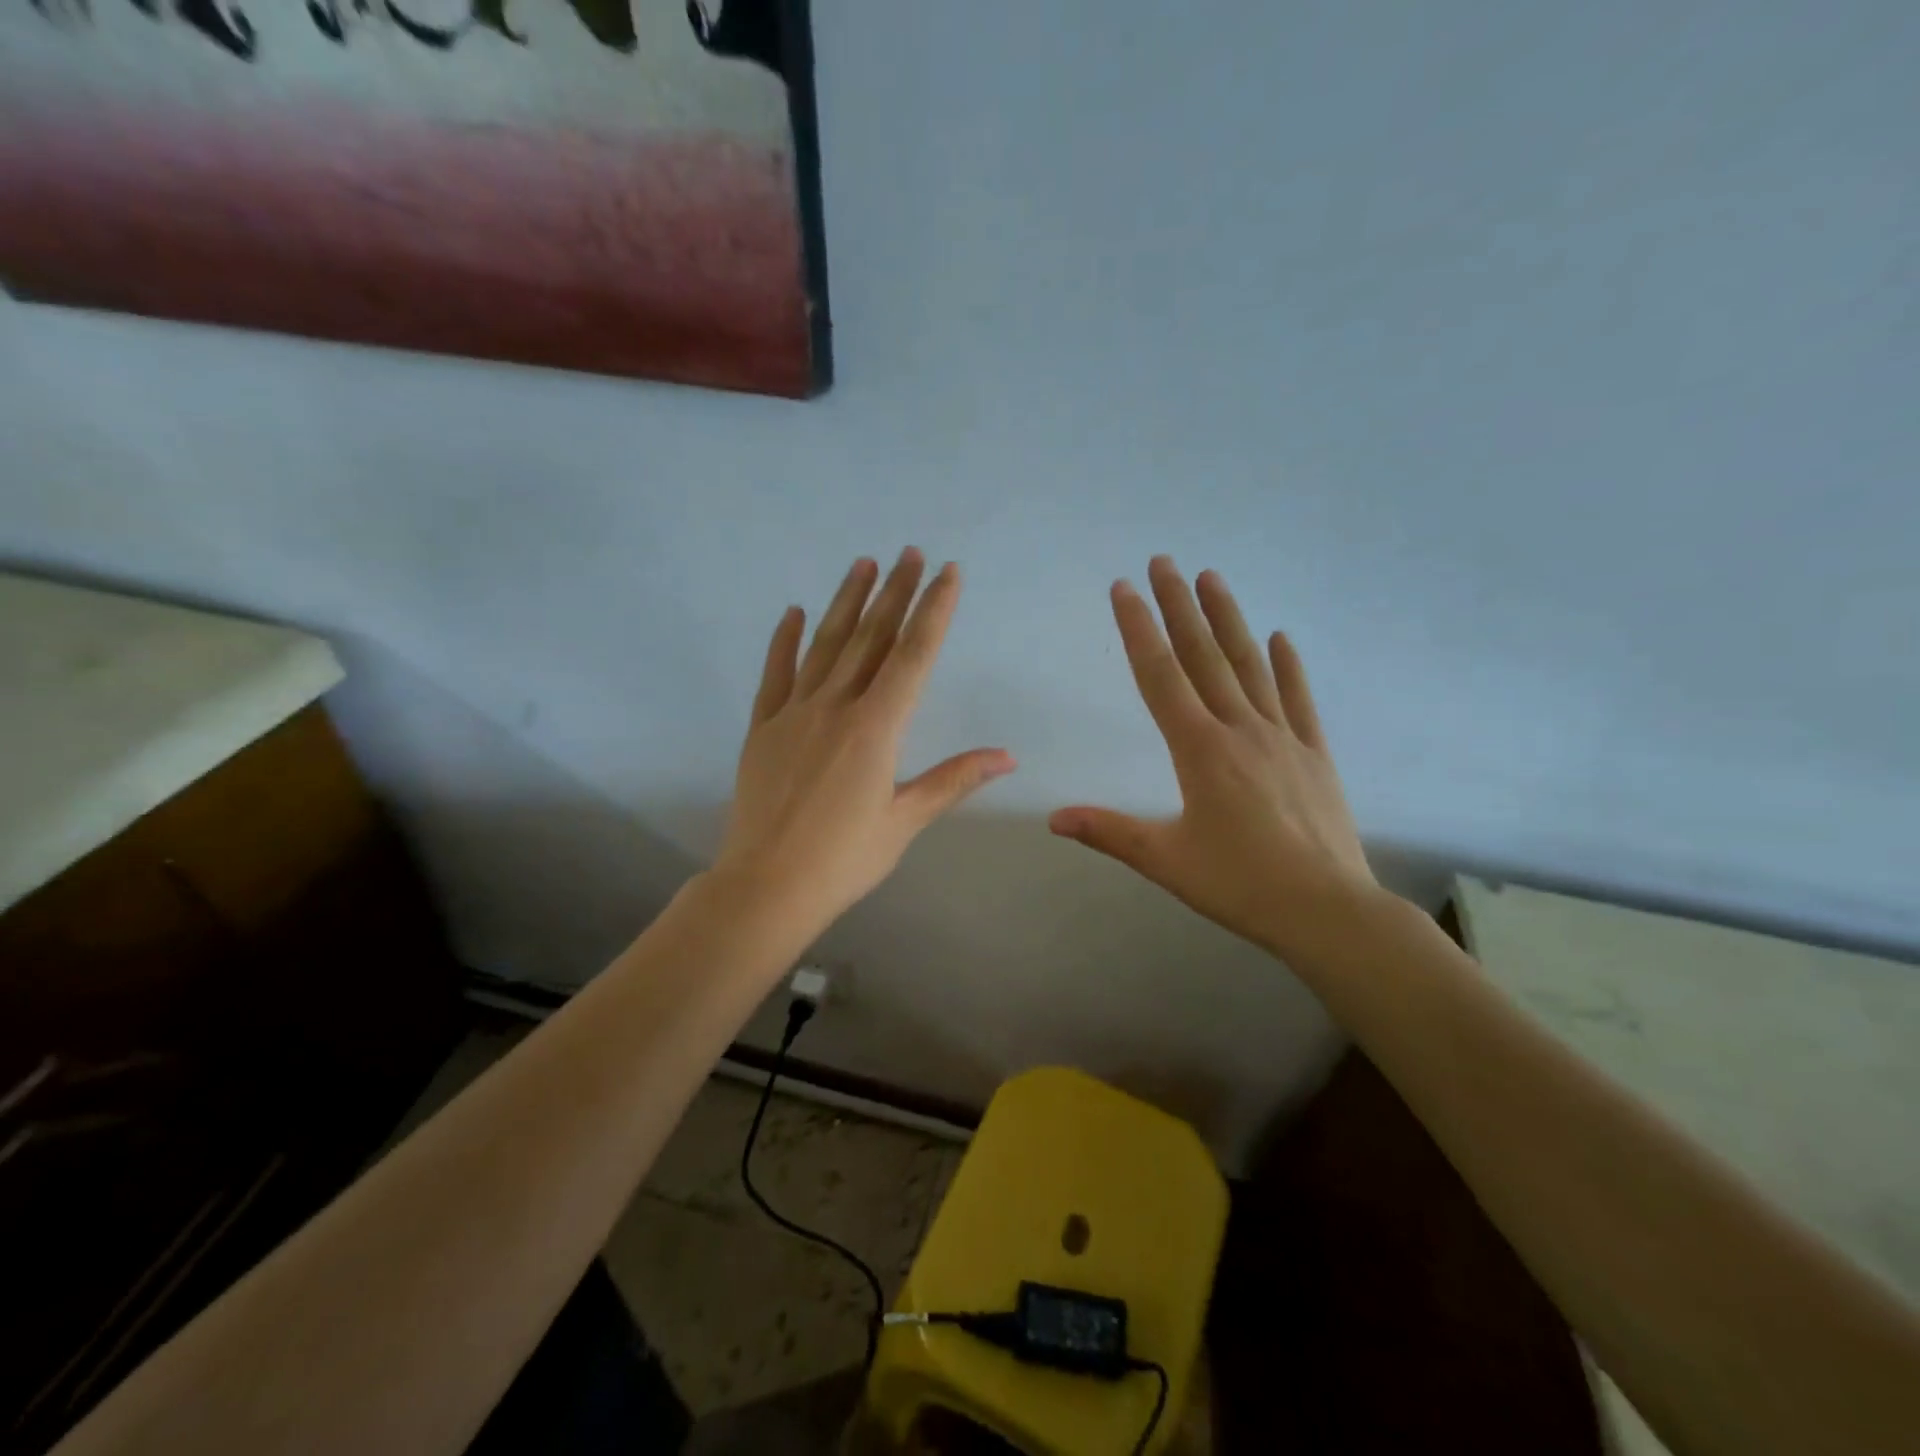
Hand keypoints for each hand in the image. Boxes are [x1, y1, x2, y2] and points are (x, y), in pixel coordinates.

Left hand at [716, 550, 1015, 930]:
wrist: (767, 886)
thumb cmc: (844, 859)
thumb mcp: (905, 821)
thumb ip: (953, 780)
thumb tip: (1007, 757)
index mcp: (875, 729)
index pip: (912, 656)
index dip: (933, 611)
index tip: (947, 574)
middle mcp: (835, 708)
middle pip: (871, 638)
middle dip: (895, 593)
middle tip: (910, 552)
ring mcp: (793, 714)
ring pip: (825, 646)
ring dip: (846, 602)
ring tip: (864, 564)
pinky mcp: (762, 728)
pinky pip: (776, 674)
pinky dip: (785, 640)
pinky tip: (795, 611)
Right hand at [1049, 556, 1384, 964]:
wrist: (1328, 911)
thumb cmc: (1240, 884)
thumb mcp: (1166, 860)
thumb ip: (1109, 832)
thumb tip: (1053, 817)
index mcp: (1199, 750)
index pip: (1161, 677)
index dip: (1139, 630)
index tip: (1124, 589)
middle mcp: (1240, 730)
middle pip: (1204, 657)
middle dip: (1179, 606)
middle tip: (1163, 561)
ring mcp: (1283, 737)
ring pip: (1250, 666)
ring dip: (1228, 619)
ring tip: (1212, 577)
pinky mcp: (1314, 755)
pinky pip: (1298, 700)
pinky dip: (1287, 666)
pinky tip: (1280, 636)